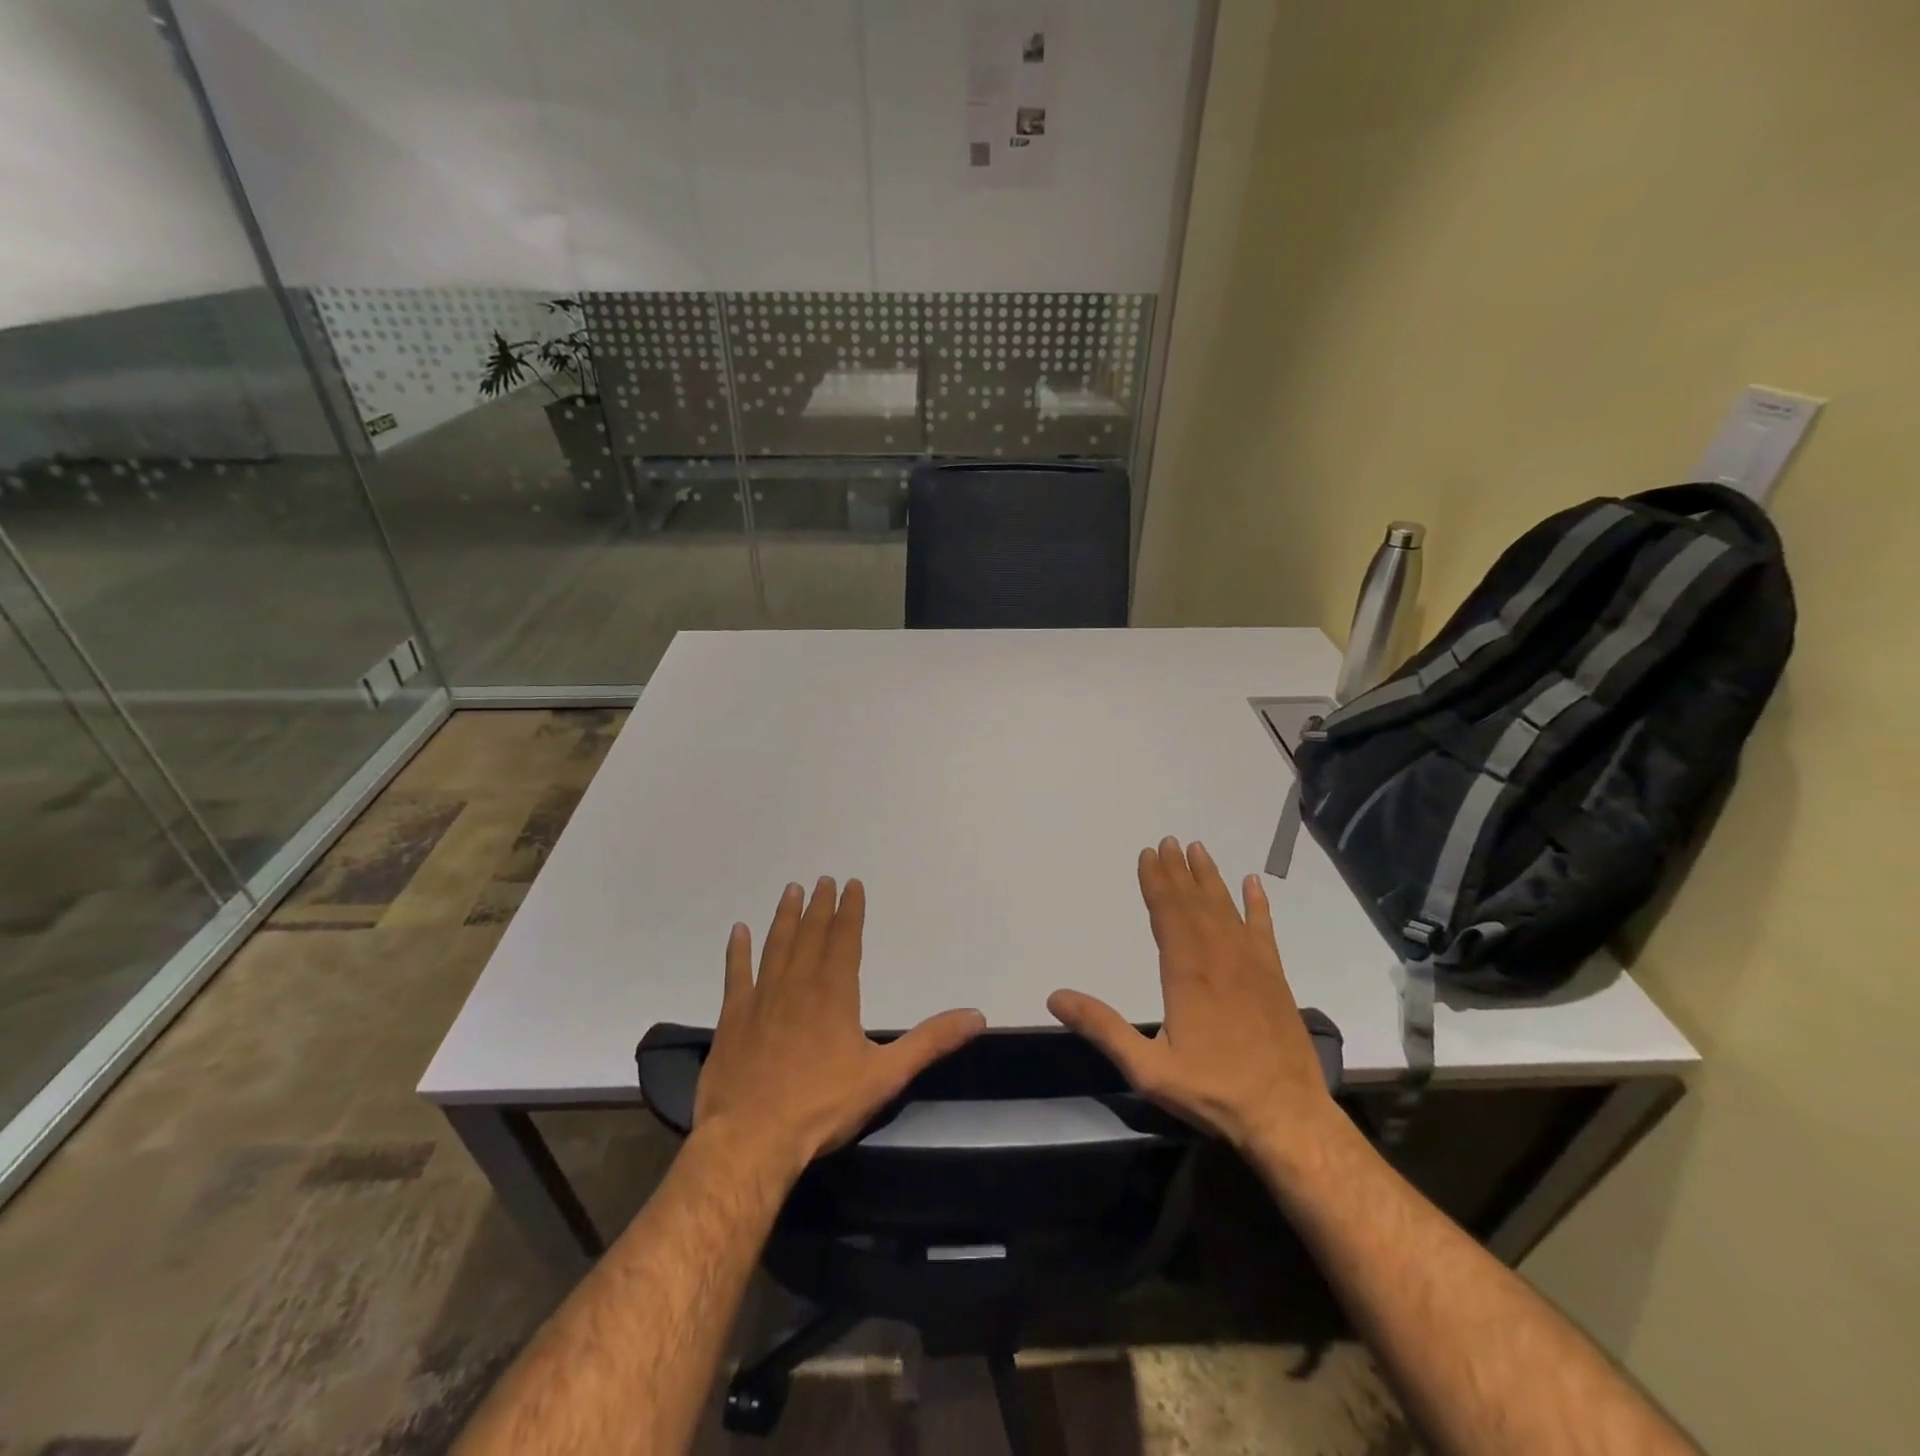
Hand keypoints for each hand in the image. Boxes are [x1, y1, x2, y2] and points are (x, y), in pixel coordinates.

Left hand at [694, 877, 985, 1175]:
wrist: (750, 1139)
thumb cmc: (821, 1107)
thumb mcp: (885, 1076)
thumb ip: (930, 1042)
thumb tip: (976, 1016)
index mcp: (834, 994)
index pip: (845, 940)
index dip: (850, 910)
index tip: (851, 885)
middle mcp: (798, 985)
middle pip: (811, 935)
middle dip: (820, 906)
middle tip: (823, 879)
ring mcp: (761, 999)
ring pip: (776, 946)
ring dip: (785, 917)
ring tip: (791, 891)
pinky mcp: (733, 1019)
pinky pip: (736, 975)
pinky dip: (737, 952)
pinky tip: (738, 931)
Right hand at [1048, 838, 1333, 1154]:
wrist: (1286, 1117)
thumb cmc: (1212, 1092)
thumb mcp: (1147, 1068)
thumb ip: (1103, 1028)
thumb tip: (1056, 997)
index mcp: (1186, 973)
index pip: (1167, 914)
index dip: (1155, 882)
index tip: (1148, 854)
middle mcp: (1219, 957)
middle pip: (1194, 903)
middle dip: (1178, 872)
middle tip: (1168, 842)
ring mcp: (1252, 965)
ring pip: (1226, 909)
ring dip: (1210, 879)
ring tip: (1198, 850)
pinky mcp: (1275, 978)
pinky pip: (1264, 930)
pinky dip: (1258, 905)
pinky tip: (1253, 884)